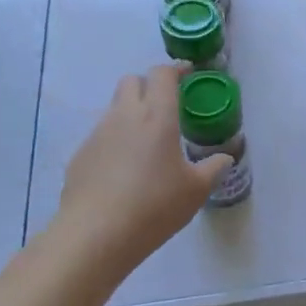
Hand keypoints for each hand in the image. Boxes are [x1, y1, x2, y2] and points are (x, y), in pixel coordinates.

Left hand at [55, 66, 229, 273]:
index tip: (187, 75)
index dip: (176, 70)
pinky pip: (101, 136)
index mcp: (157, 116)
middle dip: (149, 86)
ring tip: (146, 144)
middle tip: (165, 107)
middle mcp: (124, 116)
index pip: (162, 74)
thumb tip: (225, 158)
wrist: (95, 235)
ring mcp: (97, 134)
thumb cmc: (154, 206)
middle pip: (132, 81)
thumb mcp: (195, 190)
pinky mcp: (80, 155)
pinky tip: (122, 172)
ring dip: (131, 114)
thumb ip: (213, 168)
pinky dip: (114, 142)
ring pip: (114, 108)